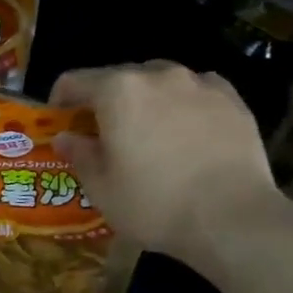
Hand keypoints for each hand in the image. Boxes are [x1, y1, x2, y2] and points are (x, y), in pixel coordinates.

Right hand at [51, 62, 279, 258]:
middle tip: (104, 135)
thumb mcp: (102, 189)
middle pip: (119, 78)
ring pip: (160, 82)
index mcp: (118, 92)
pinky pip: (196, 92)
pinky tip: (187, 133)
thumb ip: (80, 155)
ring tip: (150, 134)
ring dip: (146, 101)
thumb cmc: (155, 204)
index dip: (61, 99)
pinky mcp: (233, 99)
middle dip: (105, 102)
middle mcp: (158, 75)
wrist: (232, 218)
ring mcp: (199, 83)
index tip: (60, 121)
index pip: (75, 80)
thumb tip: (65, 137)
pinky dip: (183, 105)